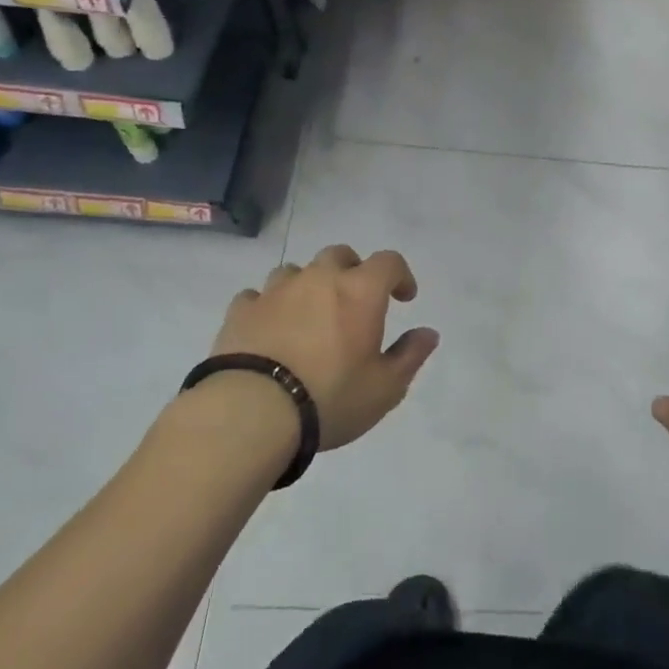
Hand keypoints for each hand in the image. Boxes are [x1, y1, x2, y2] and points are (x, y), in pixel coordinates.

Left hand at [211, 245, 437, 451]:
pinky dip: (269, 306)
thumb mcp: (385, 387)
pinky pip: (258, 295)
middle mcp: (319, 279)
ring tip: (309, 315)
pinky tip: (270, 328)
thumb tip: (428, 333)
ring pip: (296, 271)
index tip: (403, 298)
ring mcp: (276, 292)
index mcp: (360, 291)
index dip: (400, 275)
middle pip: (340, 255)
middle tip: (355, 302)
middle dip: (353, 271)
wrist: (251, 413)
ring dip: (308, 285)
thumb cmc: (330, 398)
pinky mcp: (241, 311)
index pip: (389, 261)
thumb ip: (410, 355)